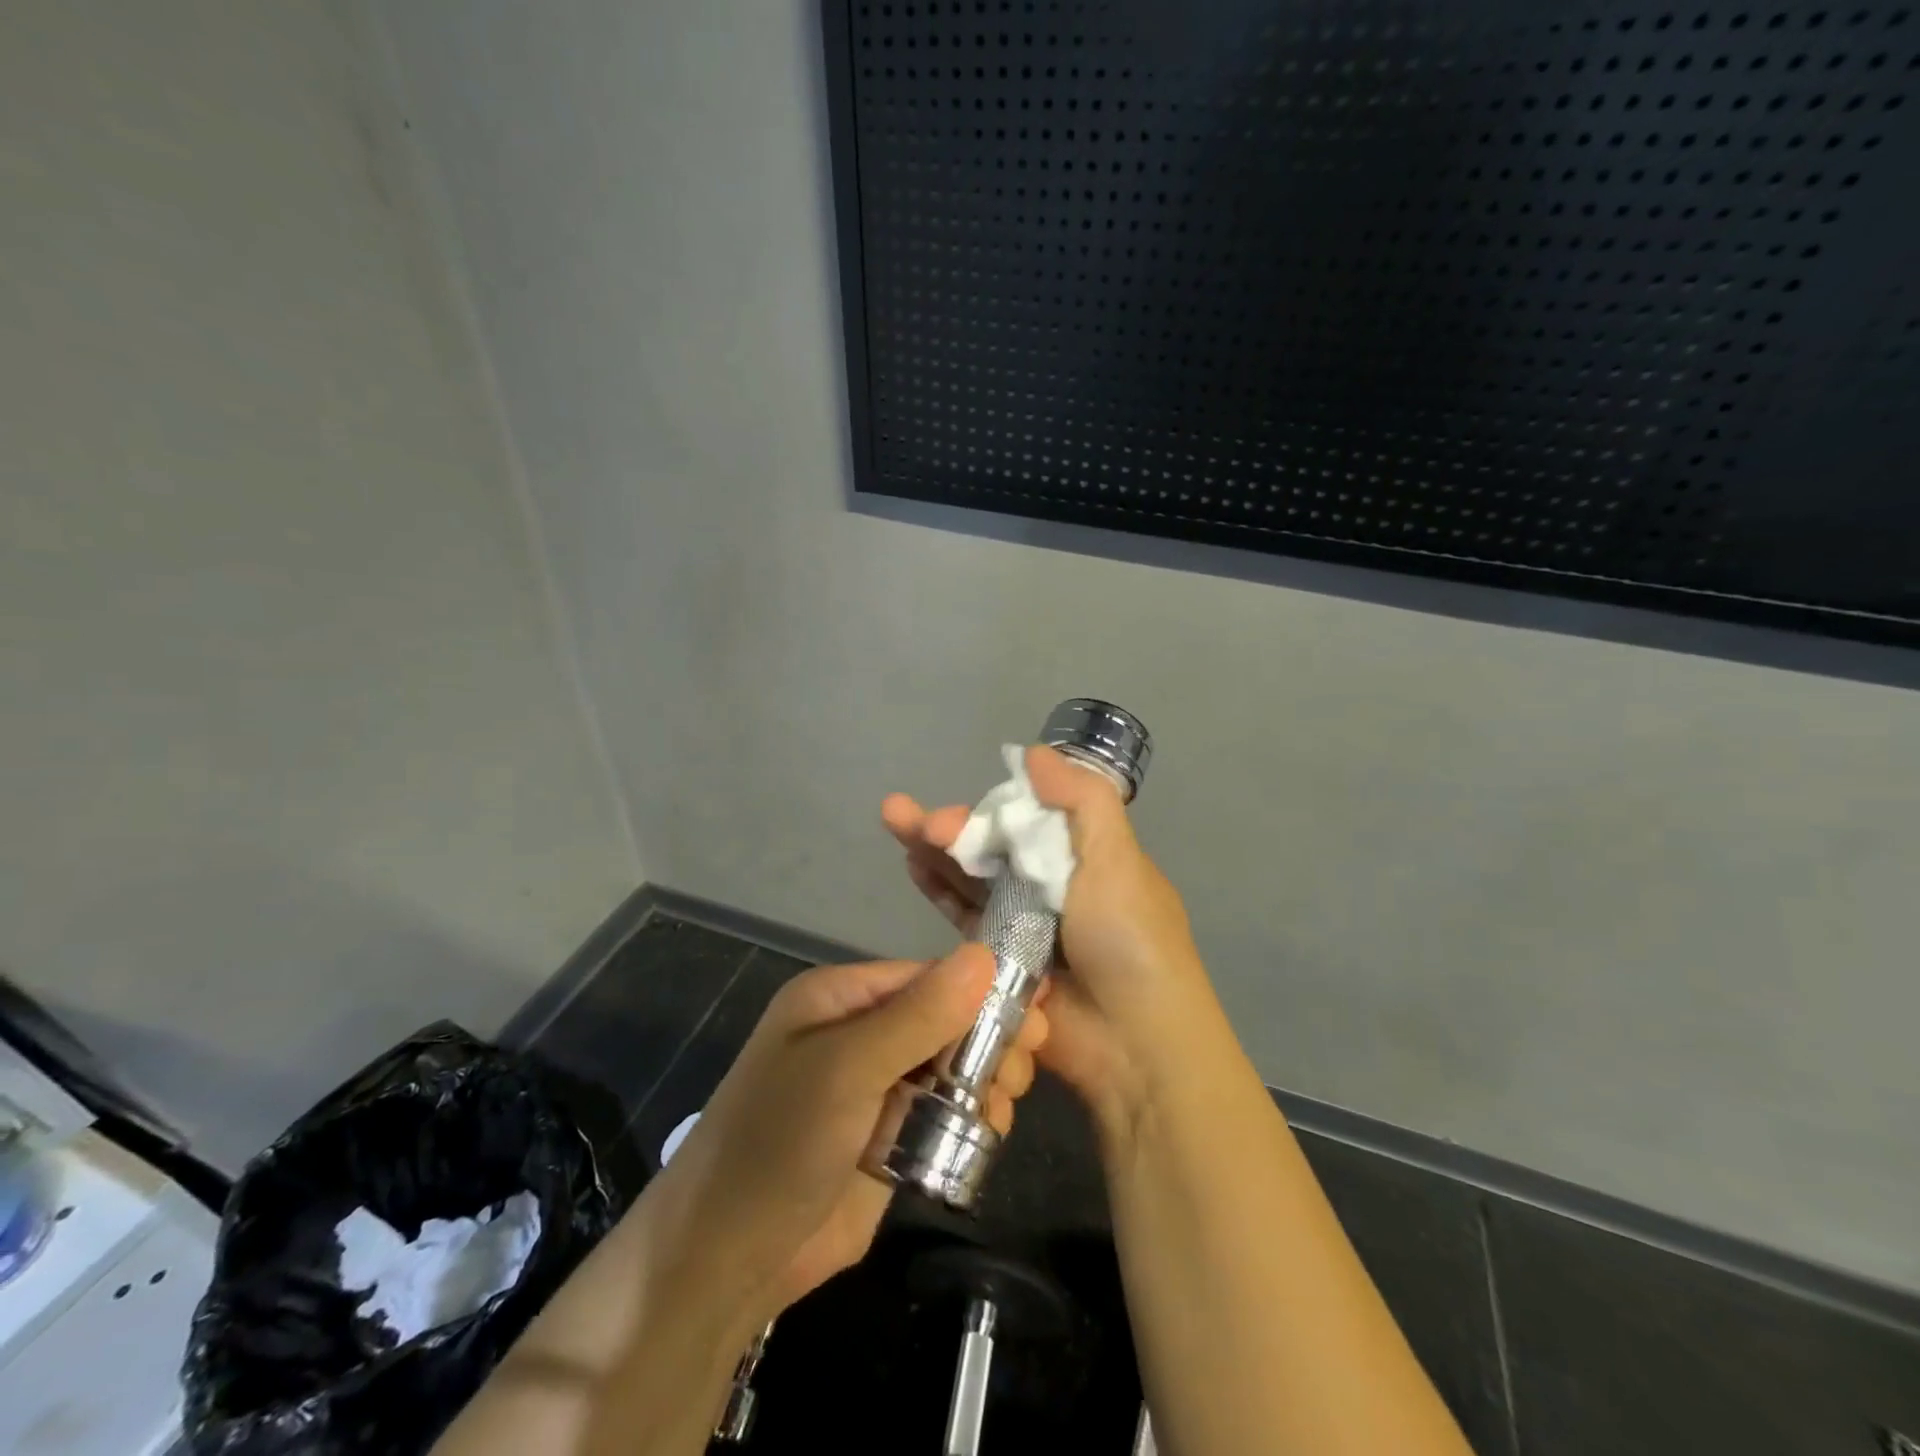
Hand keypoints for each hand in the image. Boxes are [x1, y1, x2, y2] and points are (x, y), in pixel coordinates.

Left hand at [650, 947, 1048, 1319]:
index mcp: (840, 998)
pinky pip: (942, 1112)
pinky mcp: (888, 1138)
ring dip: (984, 1078)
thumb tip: (984, 955)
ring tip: (1006, 1101)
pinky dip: (970, 1117)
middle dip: (987, 1038)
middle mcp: (860, 1034)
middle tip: (1023, 1066)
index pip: (926, 977)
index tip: (1035, 1011)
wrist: (724, 1260)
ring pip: (949, 1067)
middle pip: (943, 1020)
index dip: (980, 990)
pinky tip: (991, 1129)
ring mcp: (875, 1088)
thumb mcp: (846, 1068)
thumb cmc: (779, 1142)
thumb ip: (918, 1015)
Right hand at [883, 745, 1212, 1138]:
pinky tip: (912, 864)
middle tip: (906, 816)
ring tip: (894, 821)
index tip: (962, 801)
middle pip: (992, 845)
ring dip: (935, 849)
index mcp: (1086, 856)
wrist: (1133, 1044)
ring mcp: (1023, 924)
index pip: (1030, 816)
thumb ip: (1082, 801)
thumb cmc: (1129, 941)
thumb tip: (1034, 752)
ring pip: (971, 876)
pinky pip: (964, 916)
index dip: (991, 806)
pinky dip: (939, 889)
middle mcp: (1052, 884)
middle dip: (952, 826)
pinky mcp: (998, 960)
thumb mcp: (1118, 860)